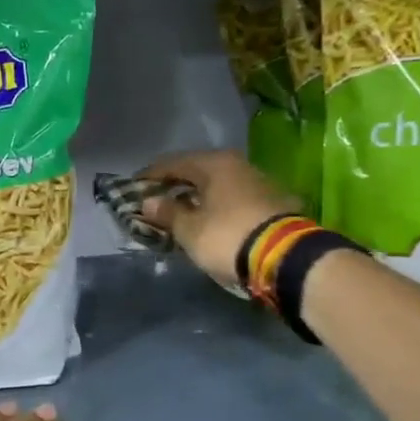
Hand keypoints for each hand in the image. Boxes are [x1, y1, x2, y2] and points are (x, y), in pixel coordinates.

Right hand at [138, 149, 298, 287]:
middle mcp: (238, 165)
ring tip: (182, 213)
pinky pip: (235, 199)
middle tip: (156, 200)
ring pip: (219, 185)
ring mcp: (260, 182)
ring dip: (198, 197)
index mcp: (215, 164)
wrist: (285, 257)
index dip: (151, 176)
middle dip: (176, 186)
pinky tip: (210, 221)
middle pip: (198, 171)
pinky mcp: (274, 203)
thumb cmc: (227, 237)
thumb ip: (167, 213)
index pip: (173, 163)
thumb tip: (148, 201)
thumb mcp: (189, 230)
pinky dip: (218, 207)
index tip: (133, 188)